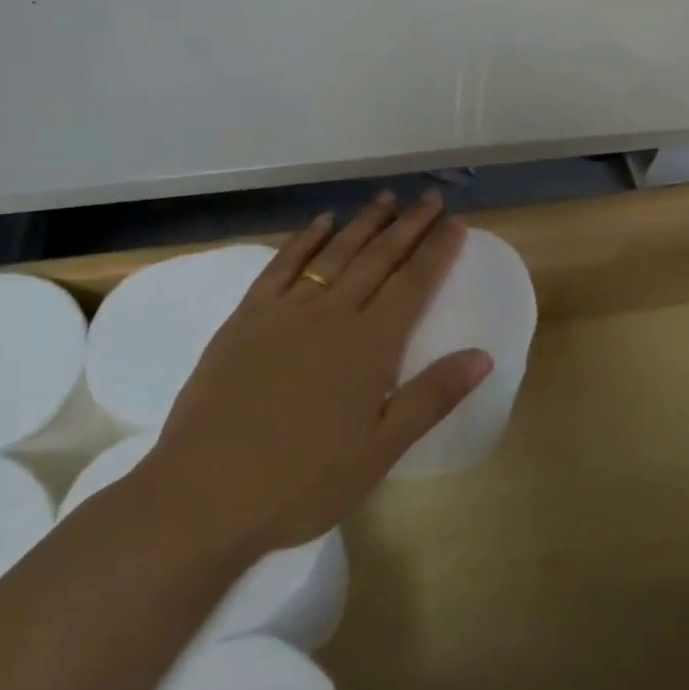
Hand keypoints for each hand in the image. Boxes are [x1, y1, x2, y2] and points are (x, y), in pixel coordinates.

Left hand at [135, 191, 490, 554]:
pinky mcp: (246, 318)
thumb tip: (483, 355)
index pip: (414, 284)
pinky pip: (281, 266)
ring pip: (334, 253)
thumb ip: (432, 396)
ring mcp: (285, 311)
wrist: (205, 493)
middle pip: (378, 258)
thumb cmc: (303, 481)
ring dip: (363, 222)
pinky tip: (321, 223)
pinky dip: (304, 240)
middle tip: (430, 196)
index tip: (456, 222)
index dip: (438, 251)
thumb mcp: (380, 450)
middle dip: (409, 224)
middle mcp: (332, 314)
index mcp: (369, 345)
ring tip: (386, 198)